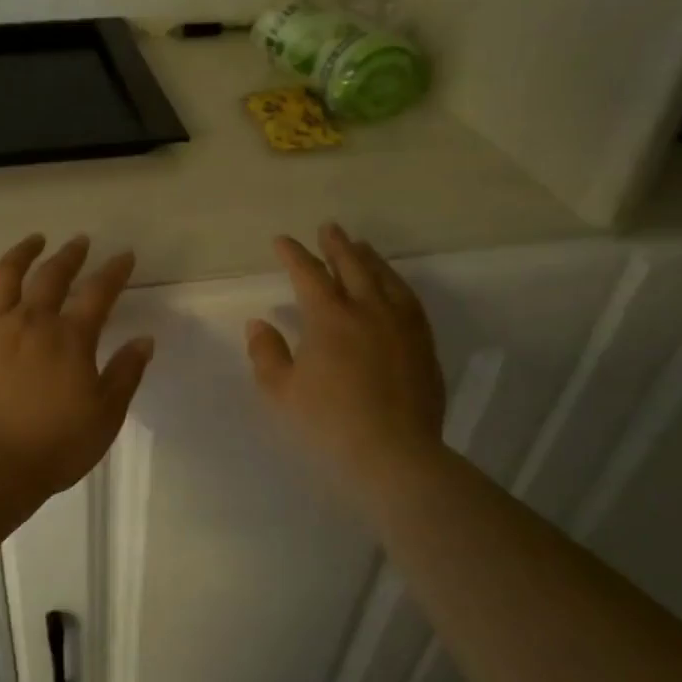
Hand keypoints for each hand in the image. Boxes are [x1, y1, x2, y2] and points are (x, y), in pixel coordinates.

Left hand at [0, 234, 154, 495]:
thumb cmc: (55, 445)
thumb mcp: (105, 415)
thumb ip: (125, 374)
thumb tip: (144, 340)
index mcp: (70, 338)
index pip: (99, 294)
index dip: (114, 272)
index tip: (124, 255)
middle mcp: (31, 322)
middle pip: (52, 277)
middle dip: (69, 255)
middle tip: (79, 241)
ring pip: (5, 278)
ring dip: (20, 253)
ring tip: (33, 240)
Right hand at [246, 223, 447, 488]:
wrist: (393, 452)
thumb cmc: (328, 422)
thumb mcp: (281, 392)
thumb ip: (266, 353)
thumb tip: (259, 323)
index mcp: (329, 318)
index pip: (308, 275)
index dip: (293, 255)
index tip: (281, 241)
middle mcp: (368, 310)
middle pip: (352, 266)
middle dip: (336, 245)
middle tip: (328, 228)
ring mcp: (401, 324)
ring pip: (385, 278)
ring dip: (369, 258)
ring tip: (361, 247)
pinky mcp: (423, 343)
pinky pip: (409, 300)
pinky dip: (396, 283)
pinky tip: (393, 286)